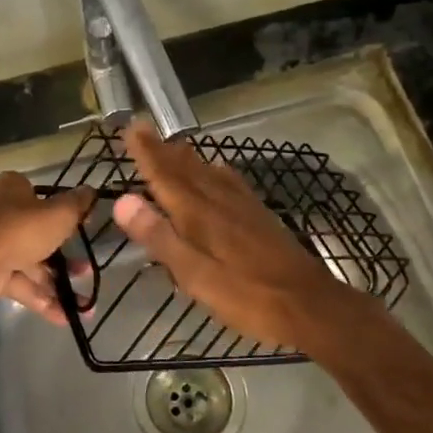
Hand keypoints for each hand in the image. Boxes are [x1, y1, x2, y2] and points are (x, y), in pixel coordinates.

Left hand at [0, 171, 95, 323]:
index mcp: (12, 189)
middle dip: (65, 257)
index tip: (83, 226)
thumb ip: (77, 204)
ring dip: (57, 282)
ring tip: (83, 303)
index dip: (64, 210)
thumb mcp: (59, 214)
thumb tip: (91, 191)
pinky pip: (20, 283)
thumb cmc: (19, 231)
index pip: (42, 196)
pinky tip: (64, 317)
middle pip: (38, 233)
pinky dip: (40, 298)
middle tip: (86, 270)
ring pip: (31, 262)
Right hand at [112, 121, 372, 350]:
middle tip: (143, 128)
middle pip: (186, 169)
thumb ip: (159, 236)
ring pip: (209, 172)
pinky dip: (216, 170)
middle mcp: (219, 201)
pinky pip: (231, 181)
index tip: (130, 128)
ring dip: (187, 157)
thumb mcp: (194, 274)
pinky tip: (220, 171)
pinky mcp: (261, 217)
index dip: (146, 153)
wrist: (309, 305)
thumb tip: (123, 200)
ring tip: (173, 145)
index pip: (165, 176)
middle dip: (162, 149)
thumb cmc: (246, 295)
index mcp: (198, 214)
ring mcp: (244, 207)